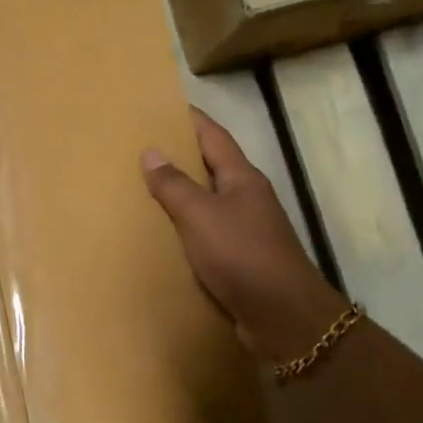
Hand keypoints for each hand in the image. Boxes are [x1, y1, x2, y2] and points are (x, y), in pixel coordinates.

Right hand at [142, 108, 346, 361]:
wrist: (282, 316)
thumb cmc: (242, 255)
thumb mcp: (200, 215)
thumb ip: (174, 184)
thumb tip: (151, 151)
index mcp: (241, 178)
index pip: (213, 135)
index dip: (190, 119)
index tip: (162, 106)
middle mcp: (246, 197)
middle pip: (210, 166)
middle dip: (179, 156)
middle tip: (140, 147)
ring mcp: (246, 229)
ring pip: (207, 201)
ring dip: (180, 194)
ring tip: (142, 188)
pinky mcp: (240, 258)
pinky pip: (206, 233)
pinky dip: (185, 227)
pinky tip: (162, 234)